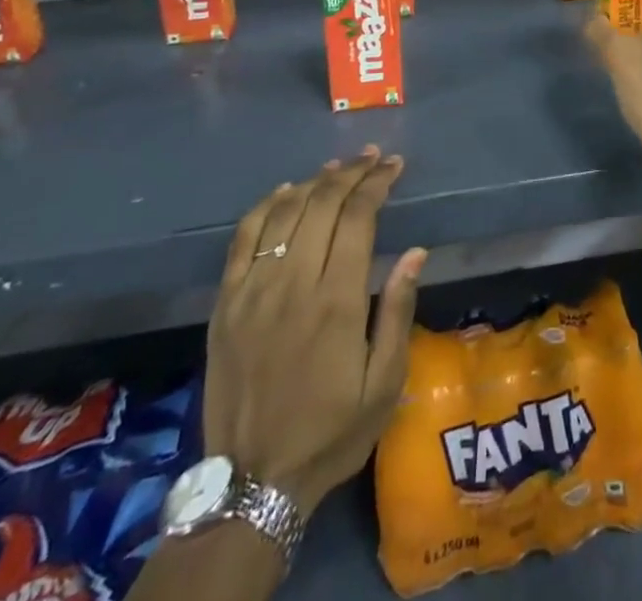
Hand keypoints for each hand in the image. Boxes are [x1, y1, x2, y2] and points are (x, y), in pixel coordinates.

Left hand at [202, 148, 426, 517]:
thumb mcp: (384, 383)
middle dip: (351, 173)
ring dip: (314, 181)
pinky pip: (243, 238)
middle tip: (372, 158)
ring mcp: (253, 291)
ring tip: (338, 167)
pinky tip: (286, 192)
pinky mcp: (225, 303)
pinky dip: (267, 206)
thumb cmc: (332, 431)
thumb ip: (397, 312)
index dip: (377, 183)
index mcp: (336, 301)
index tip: (394, 165)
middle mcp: (293, 284)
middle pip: (322, 204)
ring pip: (285, 212)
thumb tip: (416, 253)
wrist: (253, 483)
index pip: (358, 217)